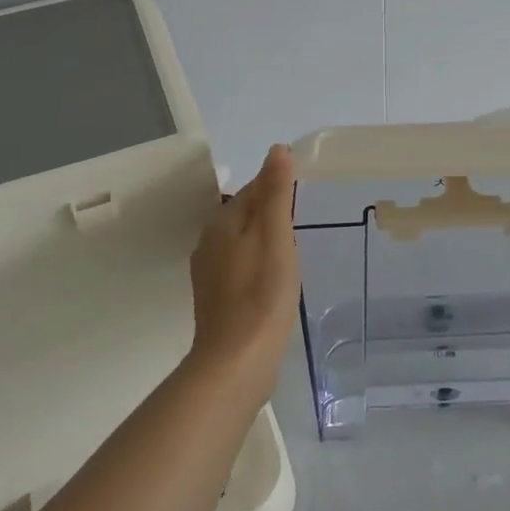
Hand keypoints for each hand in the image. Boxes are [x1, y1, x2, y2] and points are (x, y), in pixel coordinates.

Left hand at [187, 145, 299, 400]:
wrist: (236, 361)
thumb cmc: (262, 293)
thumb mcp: (276, 235)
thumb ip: (275, 192)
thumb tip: (277, 149)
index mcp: (221, 222)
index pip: (251, 190)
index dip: (276, 187)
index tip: (301, 194)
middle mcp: (207, 243)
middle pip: (243, 215)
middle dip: (269, 214)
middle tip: (301, 222)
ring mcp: (208, 274)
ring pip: (240, 243)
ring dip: (262, 240)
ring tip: (292, 251)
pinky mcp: (215, 300)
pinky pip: (238, 268)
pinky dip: (257, 265)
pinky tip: (273, 281)